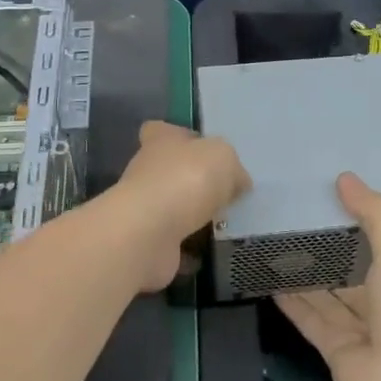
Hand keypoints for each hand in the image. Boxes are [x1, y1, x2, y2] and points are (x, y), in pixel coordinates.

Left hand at [113, 121, 248, 290]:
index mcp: (161, 140)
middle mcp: (146, 170)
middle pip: (170, 169)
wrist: (149, 232)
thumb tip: (237, 182)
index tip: (201, 151)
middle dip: (193, 181)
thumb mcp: (223, 157)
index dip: (180, 137)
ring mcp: (143, 207)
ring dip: (192, 215)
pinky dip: (187, 248)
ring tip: (224, 223)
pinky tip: (209, 251)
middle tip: (225, 193)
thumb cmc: (186, 179)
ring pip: (172, 206)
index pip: (161, 130)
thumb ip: (231, 166)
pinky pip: (172, 241)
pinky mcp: (145, 240)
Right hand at [275, 172, 380, 380]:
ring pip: (325, 296)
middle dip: (323, 251)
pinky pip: (310, 320)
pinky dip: (292, 303)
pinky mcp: (333, 350)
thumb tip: (344, 177)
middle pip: (346, 272)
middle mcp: (379, 303)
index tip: (324, 199)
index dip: (353, 224)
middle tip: (288, 221)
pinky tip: (270, 282)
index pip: (375, 245)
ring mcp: (356, 329)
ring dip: (303, 276)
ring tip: (273, 247)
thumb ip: (372, 216)